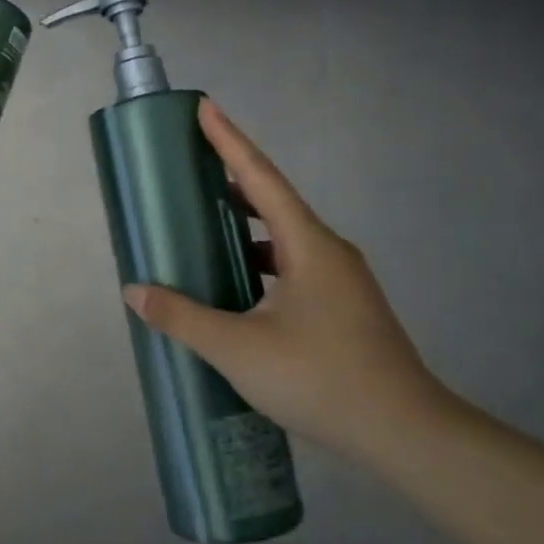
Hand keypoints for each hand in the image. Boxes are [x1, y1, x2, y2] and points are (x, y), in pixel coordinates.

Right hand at [122, 100, 448, 460]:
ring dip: (245, 227)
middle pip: (274, 201)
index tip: (204, 108)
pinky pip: (293, 266)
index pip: (260, 177)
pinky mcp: (344, 309)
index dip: (229, 140)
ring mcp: (342, 282)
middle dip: (231, 181)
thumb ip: (182, 317)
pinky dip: (259, 261)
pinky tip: (237, 288)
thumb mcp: (238, 349)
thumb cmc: (321, 378)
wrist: (408, 435)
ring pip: (285, 238)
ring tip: (204, 229)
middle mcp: (329, 252)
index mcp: (308, 245)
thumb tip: (136, 291)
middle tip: (190, 172)